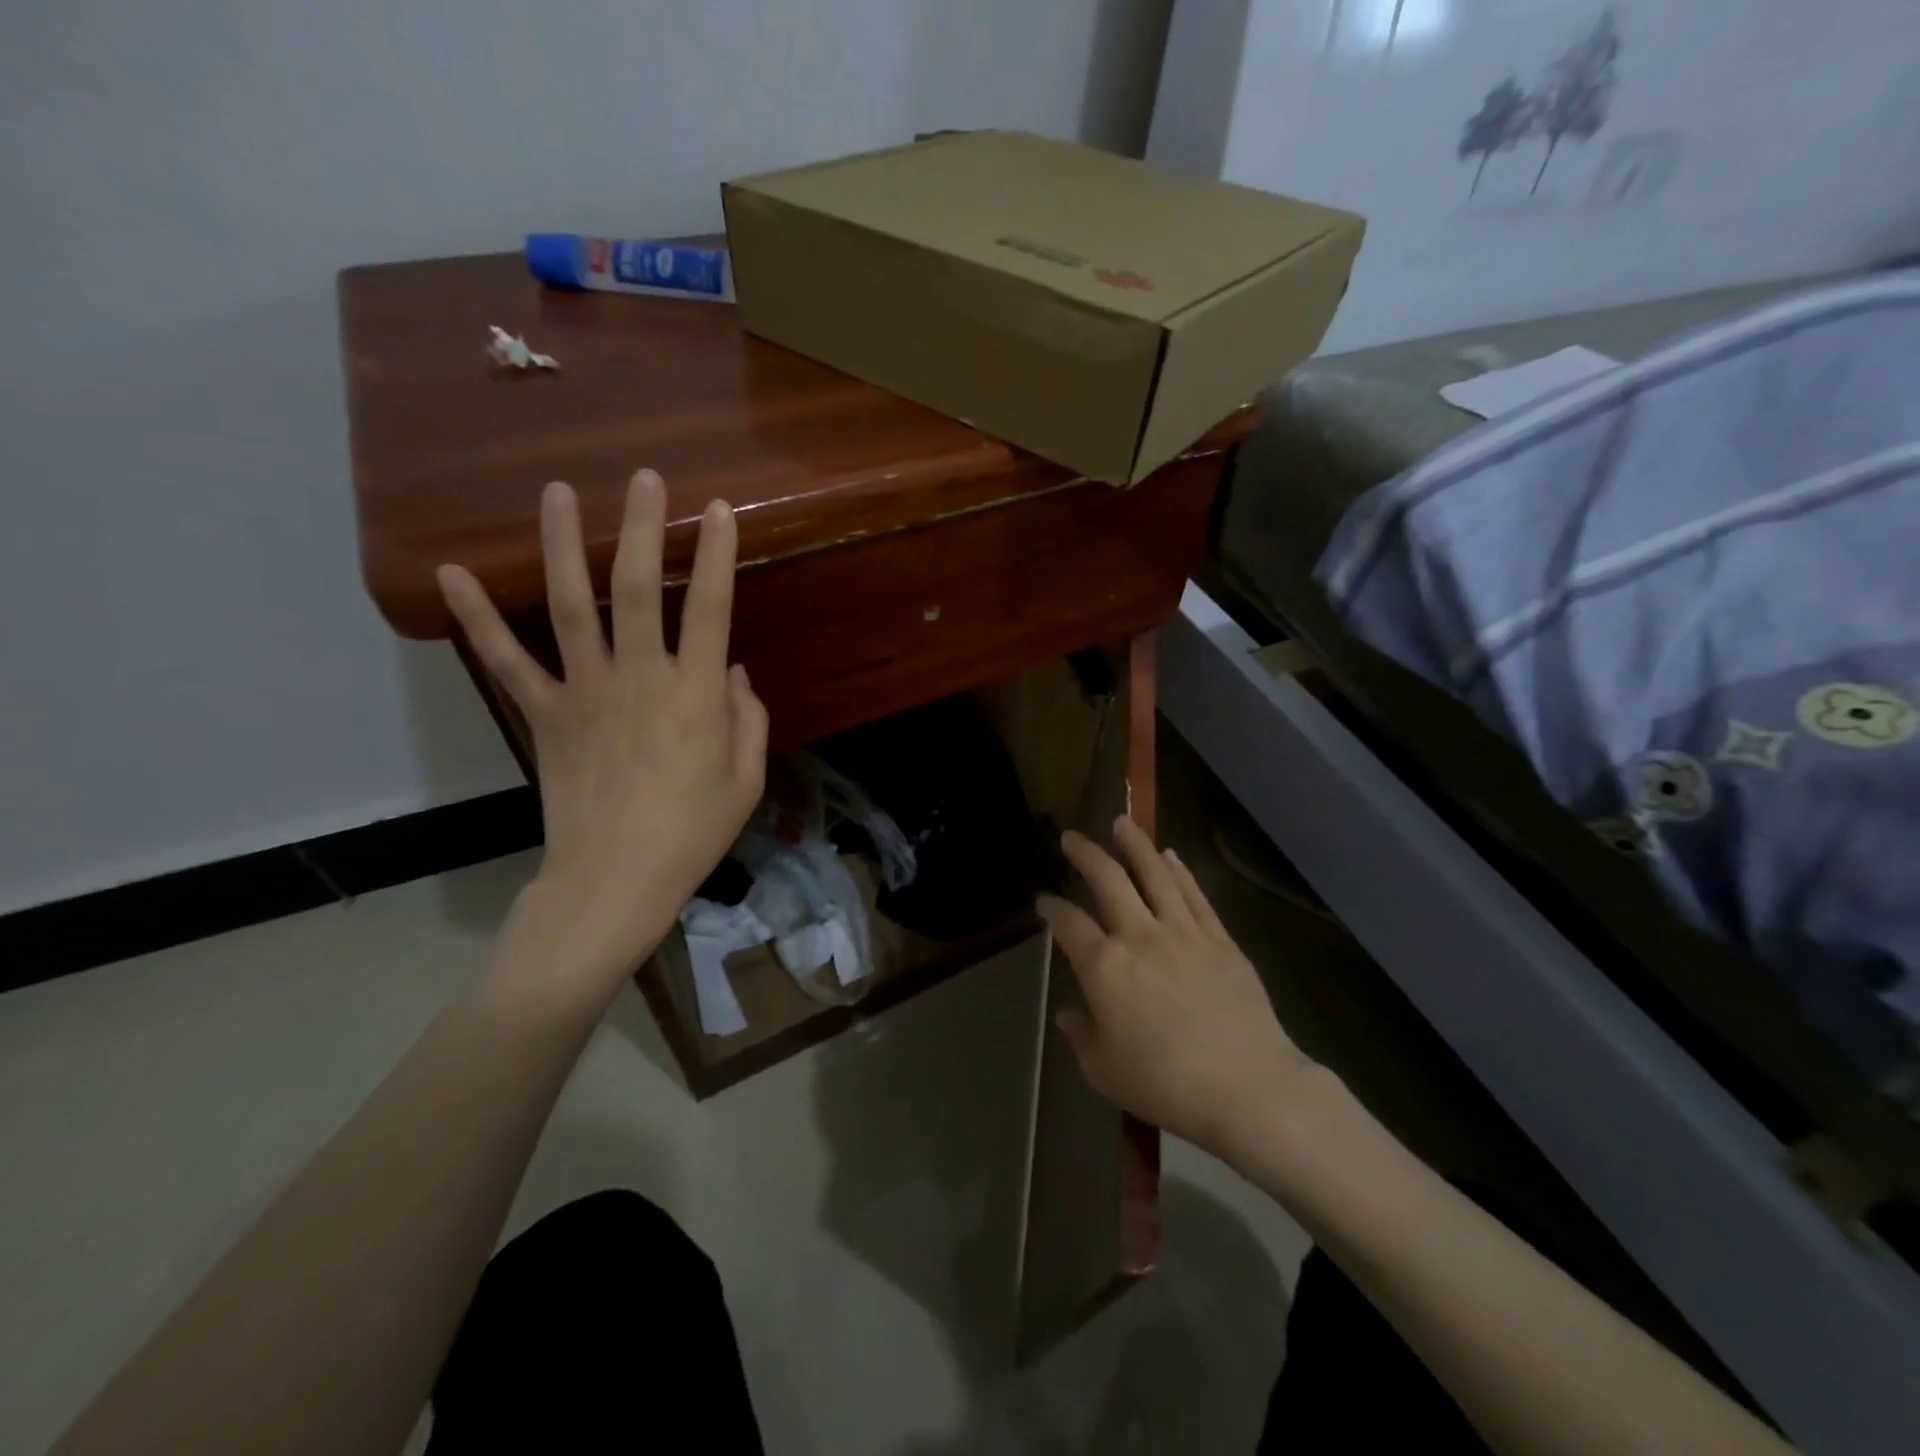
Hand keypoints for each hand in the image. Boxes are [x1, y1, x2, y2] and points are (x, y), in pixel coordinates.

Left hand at [437, 471, 767, 1000]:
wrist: (615, 880)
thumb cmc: (693, 833)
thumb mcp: (746, 781)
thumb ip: (748, 719)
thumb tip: (736, 672)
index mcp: (696, 695)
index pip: (712, 609)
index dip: (718, 555)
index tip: (719, 511)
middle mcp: (640, 678)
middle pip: (638, 589)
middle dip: (643, 528)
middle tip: (644, 477)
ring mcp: (585, 692)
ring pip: (572, 606)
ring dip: (563, 545)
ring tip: (556, 491)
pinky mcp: (544, 714)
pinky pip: (507, 661)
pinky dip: (478, 619)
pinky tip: (450, 572)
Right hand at [1037, 818, 1313, 1158]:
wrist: (1248, 1088)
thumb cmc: (1167, 1085)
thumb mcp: (1105, 1072)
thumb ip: (1081, 1036)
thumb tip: (1069, 1013)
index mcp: (1104, 967)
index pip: (1068, 924)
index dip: (1051, 908)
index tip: (1043, 900)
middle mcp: (1140, 936)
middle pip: (1108, 880)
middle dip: (1085, 854)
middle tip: (1071, 837)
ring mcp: (1184, 933)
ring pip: (1155, 874)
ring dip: (1134, 845)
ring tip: (1121, 823)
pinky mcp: (1220, 940)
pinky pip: (1195, 895)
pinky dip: (1179, 871)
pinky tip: (1170, 855)